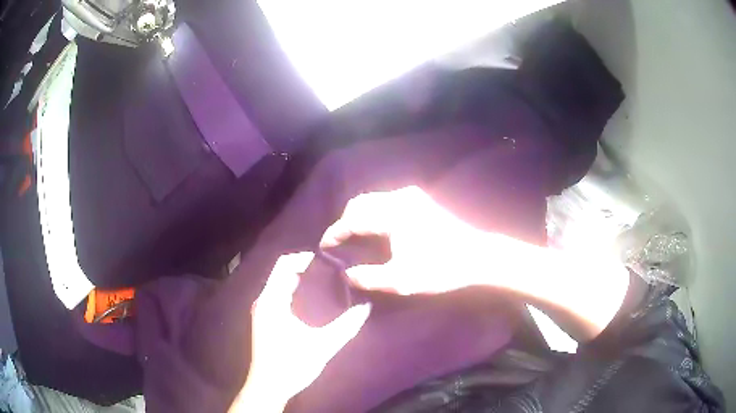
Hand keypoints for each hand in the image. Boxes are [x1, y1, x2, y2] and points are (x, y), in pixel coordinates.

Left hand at [231, 253, 370, 411]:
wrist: (269, 386)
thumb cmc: (292, 365)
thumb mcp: (323, 346)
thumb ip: (347, 325)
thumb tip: (366, 306)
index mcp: (272, 301)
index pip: (284, 264)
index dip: (305, 257)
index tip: (328, 260)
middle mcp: (264, 300)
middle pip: (282, 271)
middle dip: (306, 267)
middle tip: (332, 270)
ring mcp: (262, 310)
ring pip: (279, 283)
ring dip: (300, 278)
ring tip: (326, 281)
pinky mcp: (265, 319)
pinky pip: (279, 294)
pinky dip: (295, 290)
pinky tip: (312, 299)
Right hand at [321, 186, 485, 294]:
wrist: (479, 256)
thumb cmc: (441, 268)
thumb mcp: (402, 280)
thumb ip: (369, 277)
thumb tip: (347, 274)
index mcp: (392, 214)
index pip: (352, 219)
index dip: (335, 233)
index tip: (324, 247)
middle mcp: (400, 197)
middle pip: (361, 203)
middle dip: (345, 221)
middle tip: (340, 242)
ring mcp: (413, 196)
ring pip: (375, 200)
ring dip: (360, 216)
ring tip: (356, 237)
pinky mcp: (422, 200)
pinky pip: (388, 201)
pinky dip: (375, 213)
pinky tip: (378, 230)